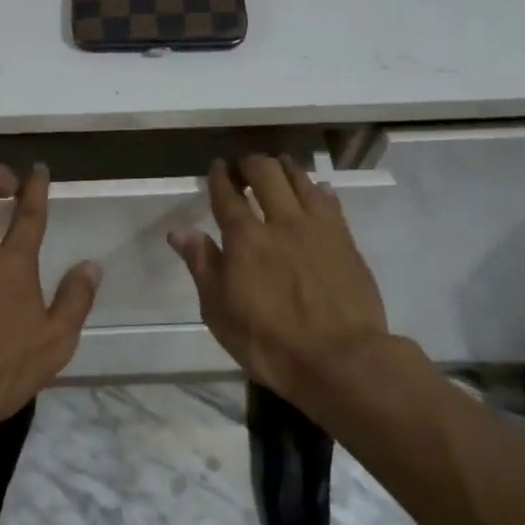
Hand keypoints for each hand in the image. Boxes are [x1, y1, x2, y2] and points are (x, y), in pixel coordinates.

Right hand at [168, 156, 391, 402]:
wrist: (340, 360)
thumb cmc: (269, 343)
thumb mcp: (220, 312)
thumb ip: (202, 265)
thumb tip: (179, 231)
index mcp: (245, 238)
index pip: (227, 195)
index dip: (220, 177)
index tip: (218, 167)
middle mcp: (281, 222)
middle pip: (266, 174)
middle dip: (251, 164)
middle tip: (244, 165)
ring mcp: (317, 228)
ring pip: (300, 180)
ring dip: (285, 167)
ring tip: (277, 165)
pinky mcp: (345, 240)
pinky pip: (330, 202)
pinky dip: (318, 190)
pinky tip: (316, 189)